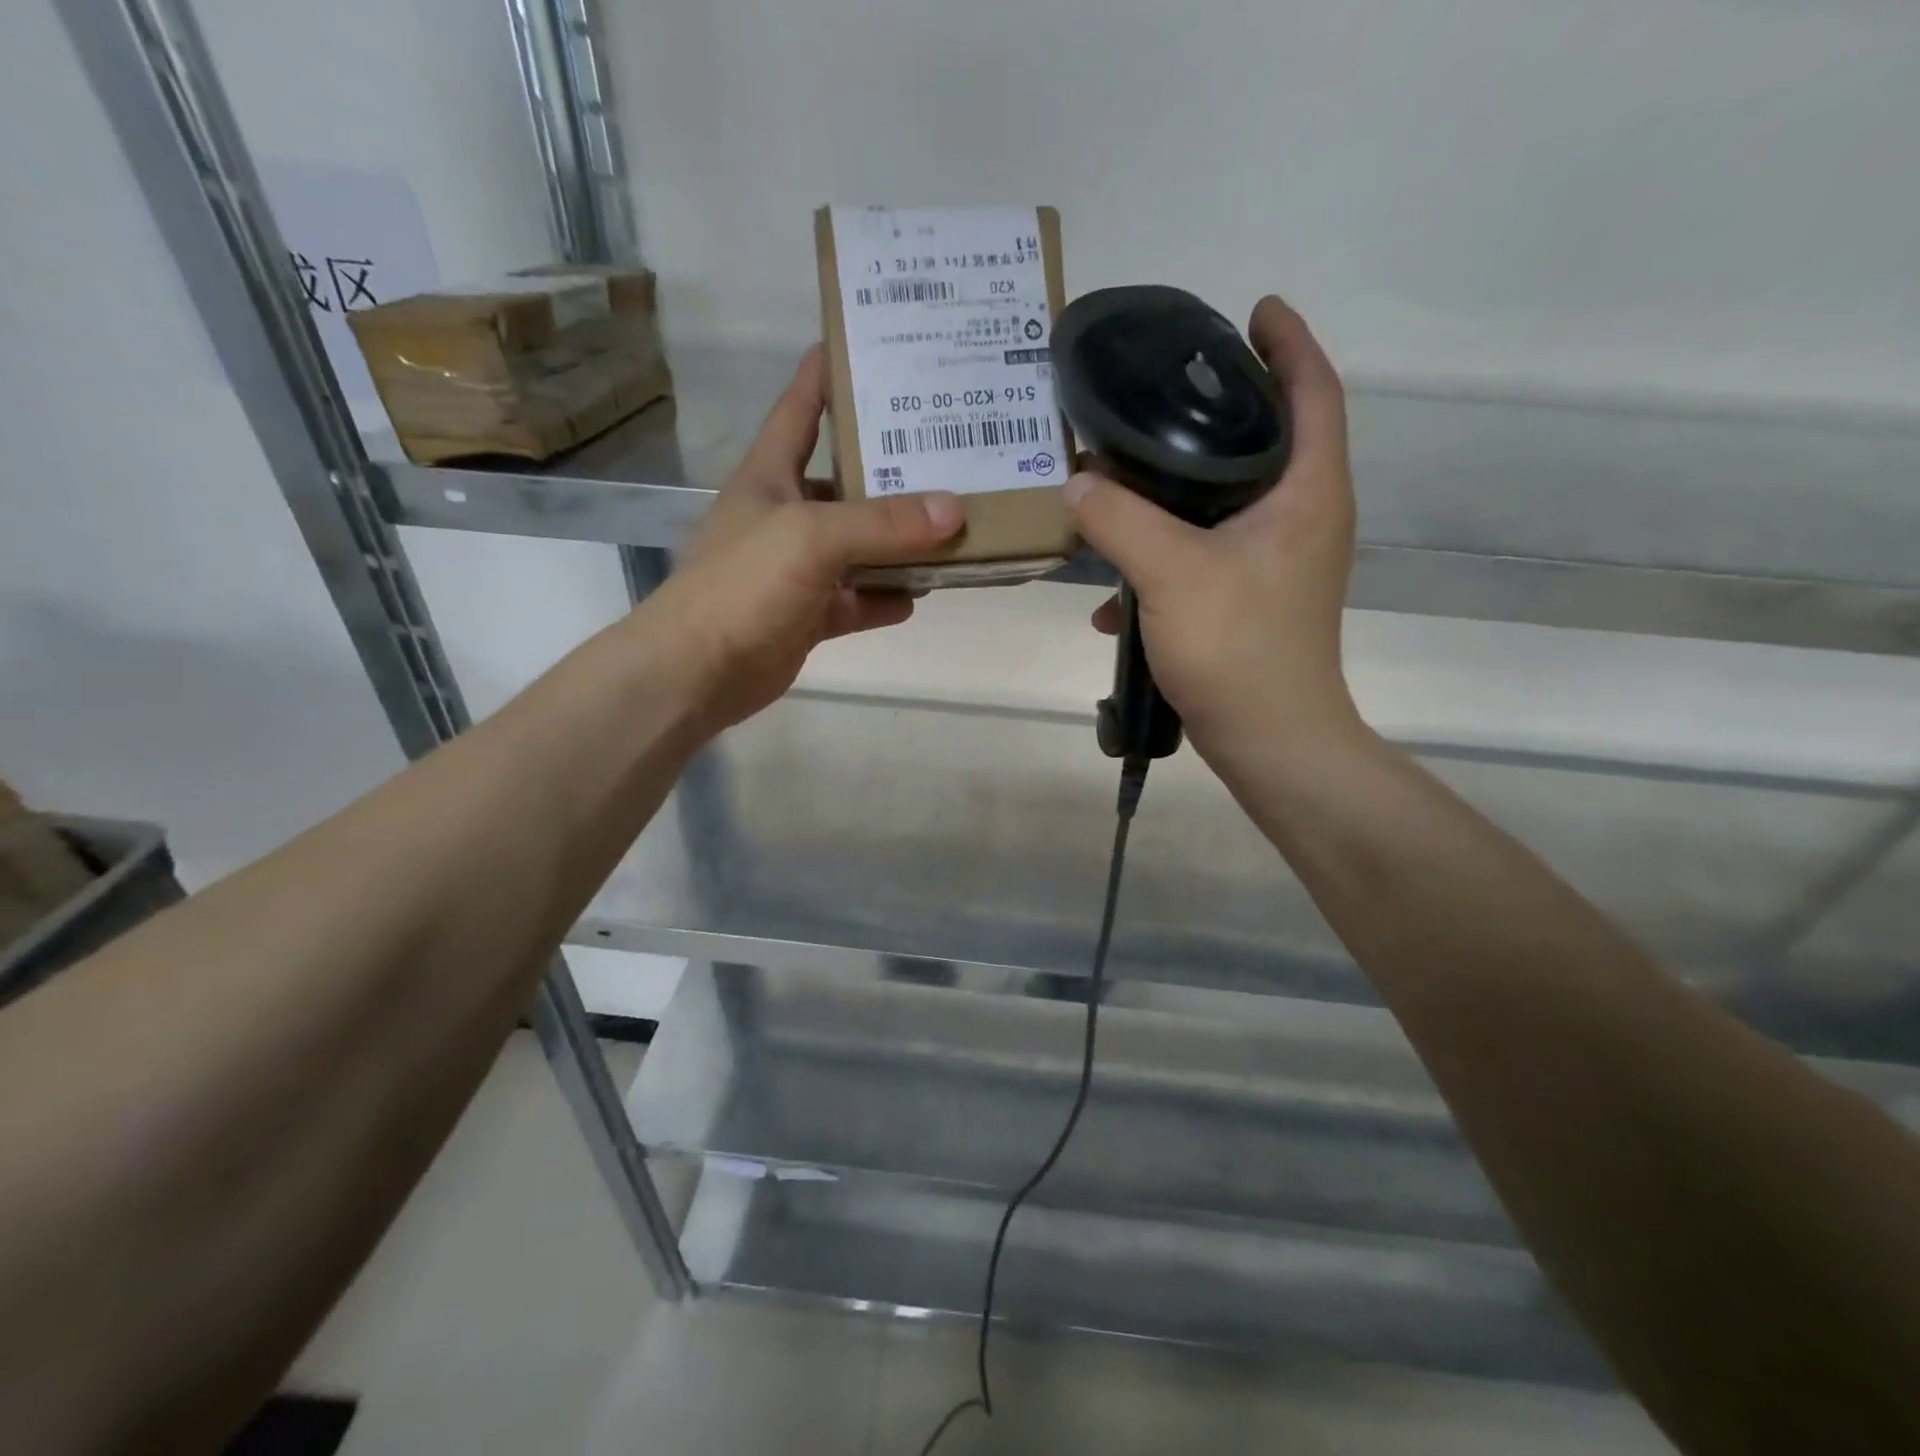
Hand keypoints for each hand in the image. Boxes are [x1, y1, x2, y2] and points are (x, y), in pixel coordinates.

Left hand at [639, 348, 964, 731]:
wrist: (698, 672)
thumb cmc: (743, 585)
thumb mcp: (812, 538)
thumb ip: (883, 523)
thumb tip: (954, 510)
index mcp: (771, 474)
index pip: (802, 407)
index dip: (831, 372)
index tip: (875, 344)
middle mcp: (785, 514)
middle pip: (845, 480)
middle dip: (892, 468)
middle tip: (951, 450)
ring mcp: (797, 568)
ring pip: (859, 546)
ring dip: (899, 542)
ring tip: (953, 527)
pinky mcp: (808, 614)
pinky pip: (857, 599)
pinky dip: (885, 597)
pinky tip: (921, 594)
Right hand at [1065, 295, 1359, 768]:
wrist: (1269, 742)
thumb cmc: (1239, 648)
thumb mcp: (1172, 574)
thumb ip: (1119, 521)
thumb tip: (1077, 482)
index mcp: (1307, 492)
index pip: (1313, 391)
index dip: (1288, 343)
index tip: (1253, 309)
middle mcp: (1303, 517)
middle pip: (1271, 439)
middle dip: (1224, 407)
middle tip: (1167, 388)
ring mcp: (1279, 562)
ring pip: (1231, 499)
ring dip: (1183, 486)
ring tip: (1127, 472)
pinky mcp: (1252, 598)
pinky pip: (1206, 553)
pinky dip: (1165, 555)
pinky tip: (1115, 585)